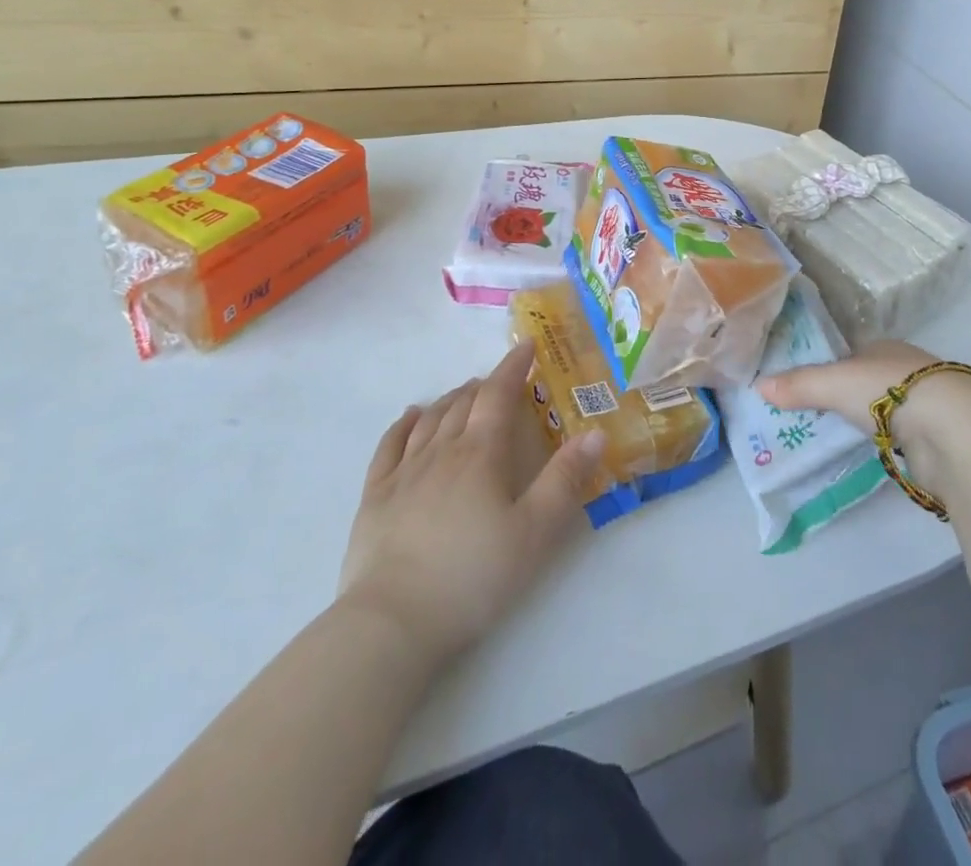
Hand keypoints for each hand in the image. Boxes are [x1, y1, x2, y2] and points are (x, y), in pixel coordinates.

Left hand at [337, 342, 604, 664]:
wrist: (392, 623)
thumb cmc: (473, 576)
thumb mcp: (535, 533)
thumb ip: (566, 480)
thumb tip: (595, 432)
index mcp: (481, 454)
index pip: (498, 395)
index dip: (513, 367)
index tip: (527, 346)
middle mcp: (441, 452)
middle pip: (463, 404)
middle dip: (485, 385)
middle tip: (501, 380)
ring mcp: (403, 473)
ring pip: (430, 420)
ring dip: (450, 399)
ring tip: (464, 393)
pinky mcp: (374, 497)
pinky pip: (389, 445)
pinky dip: (404, 424)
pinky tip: (411, 416)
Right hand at [759, 340, 970, 495]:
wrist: (952, 429)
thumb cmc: (889, 391)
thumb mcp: (833, 383)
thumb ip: (799, 385)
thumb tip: (758, 386)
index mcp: (884, 346)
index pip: (850, 353)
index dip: (828, 367)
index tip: (804, 386)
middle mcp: (906, 368)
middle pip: (867, 380)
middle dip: (846, 396)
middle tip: (812, 415)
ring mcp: (924, 401)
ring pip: (886, 409)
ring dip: (867, 420)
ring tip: (835, 436)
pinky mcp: (936, 435)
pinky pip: (899, 436)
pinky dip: (885, 442)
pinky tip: (871, 451)